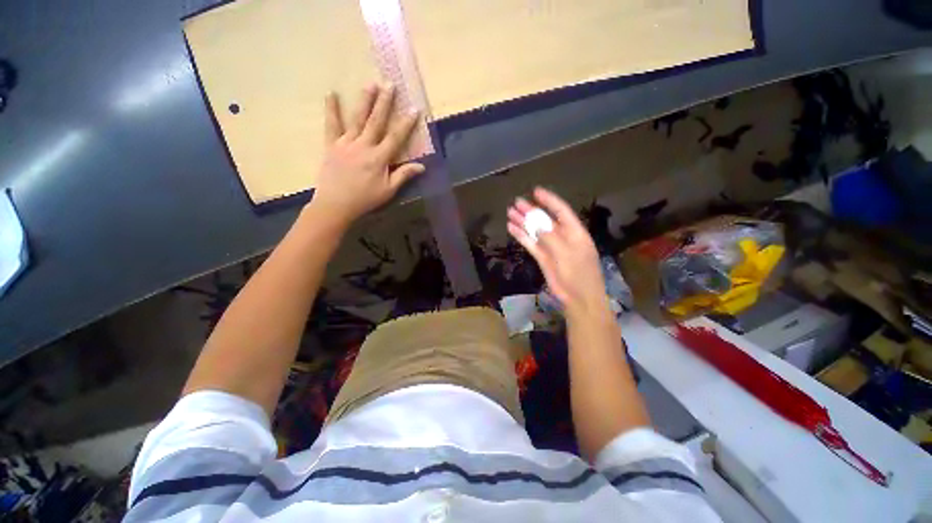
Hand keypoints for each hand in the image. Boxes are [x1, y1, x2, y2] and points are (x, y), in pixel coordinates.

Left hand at [311, 84, 424, 226]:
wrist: (336, 204)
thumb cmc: (365, 199)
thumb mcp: (388, 190)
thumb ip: (403, 175)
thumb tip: (422, 166)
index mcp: (379, 158)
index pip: (396, 137)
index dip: (406, 123)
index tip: (415, 109)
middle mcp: (364, 146)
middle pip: (376, 121)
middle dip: (385, 103)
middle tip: (390, 84)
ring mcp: (346, 143)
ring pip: (357, 119)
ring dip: (365, 101)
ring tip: (371, 84)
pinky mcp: (332, 145)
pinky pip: (331, 125)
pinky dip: (331, 109)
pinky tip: (331, 94)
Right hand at [507, 187, 607, 317]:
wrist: (578, 299)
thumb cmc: (579, 274)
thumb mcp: (567, 253)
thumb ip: (551, 237)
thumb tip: (537, 222)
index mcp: (575, 232)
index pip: (561, 211)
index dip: (549, 200)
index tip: (536, 191)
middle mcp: (563, 237)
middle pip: (545, 220)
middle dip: (531, 211)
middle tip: (516, 202)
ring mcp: (551, 248)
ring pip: (535, 231)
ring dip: (523, 222)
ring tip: (509, 213)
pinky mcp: (542, 258)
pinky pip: (531, 244)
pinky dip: (522, 236)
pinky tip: (512, 228)